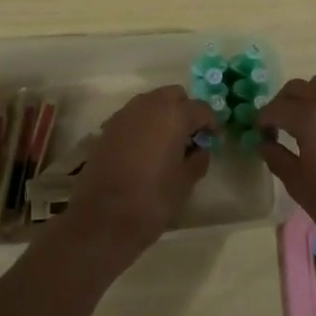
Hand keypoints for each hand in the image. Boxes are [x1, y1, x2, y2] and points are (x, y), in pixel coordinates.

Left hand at [59, 86, 214, 263]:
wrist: (101, 219)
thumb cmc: (151, 200)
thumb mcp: (185, 183)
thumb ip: (198, 159)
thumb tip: (200, 148)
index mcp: (173, 114)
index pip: (201, 108)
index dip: (211, 123)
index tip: (213, 139)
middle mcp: (149, 105)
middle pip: (174, 96)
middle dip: (185, 111)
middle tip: (190, 137)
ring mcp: (125, 114)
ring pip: (152, 102)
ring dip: (163, 115)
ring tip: (167, 144)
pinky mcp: (108, 127)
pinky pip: (134, 116)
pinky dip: (144, 124)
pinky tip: (145, 150)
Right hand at [258, 74, 315, 260]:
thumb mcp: (299, 185)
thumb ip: (277, 158)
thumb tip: (264, 143)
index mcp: (311, 118)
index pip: (277, 107)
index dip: (263, 119)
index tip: (260, 134)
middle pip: (299, 87)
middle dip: (283, 102)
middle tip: (279, 125)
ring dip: (309, 97)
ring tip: (307, 122)